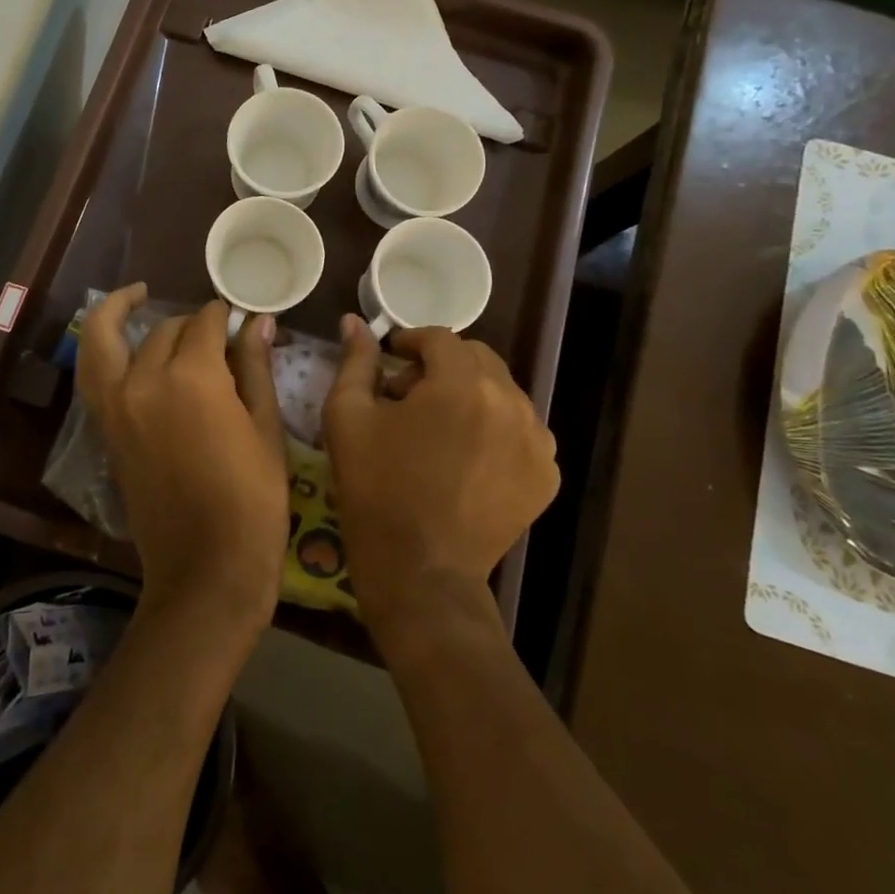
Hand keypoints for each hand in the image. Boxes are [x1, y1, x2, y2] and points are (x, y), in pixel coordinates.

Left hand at [76, 287, 288, 628]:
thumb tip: (256, 322)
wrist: (206, 570)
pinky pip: (95, 374)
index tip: (240, 317)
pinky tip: (122, 344)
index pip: (205, 323)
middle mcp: (145, 381)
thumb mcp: (265, 429)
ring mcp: (117, 406)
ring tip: (135, 295)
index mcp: (192, 377)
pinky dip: (102, 349)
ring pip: (106, 340)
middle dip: (190, 322)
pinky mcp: (106, 430)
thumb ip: (255, 367)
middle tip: (214, 329)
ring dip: (118, 313)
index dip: (225, 316)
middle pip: (164, 330)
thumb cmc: (252, 501)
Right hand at [322, 319, 559, 635]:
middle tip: (409, 396)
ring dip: (469, 395)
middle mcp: (510, 402)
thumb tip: (354, 321)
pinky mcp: (547, 474)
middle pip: (476, 359)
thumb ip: (356, 361)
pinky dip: (494, 429)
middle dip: (441, 366)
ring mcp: (537, 440)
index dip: (410, 342)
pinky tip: (466, 458)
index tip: (390, 359)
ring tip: (439, 430)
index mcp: (461, 383)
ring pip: (501, 392)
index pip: (440, 338)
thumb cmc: (376, 490)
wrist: (421, 572)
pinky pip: (521, 429)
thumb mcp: (348, 418)